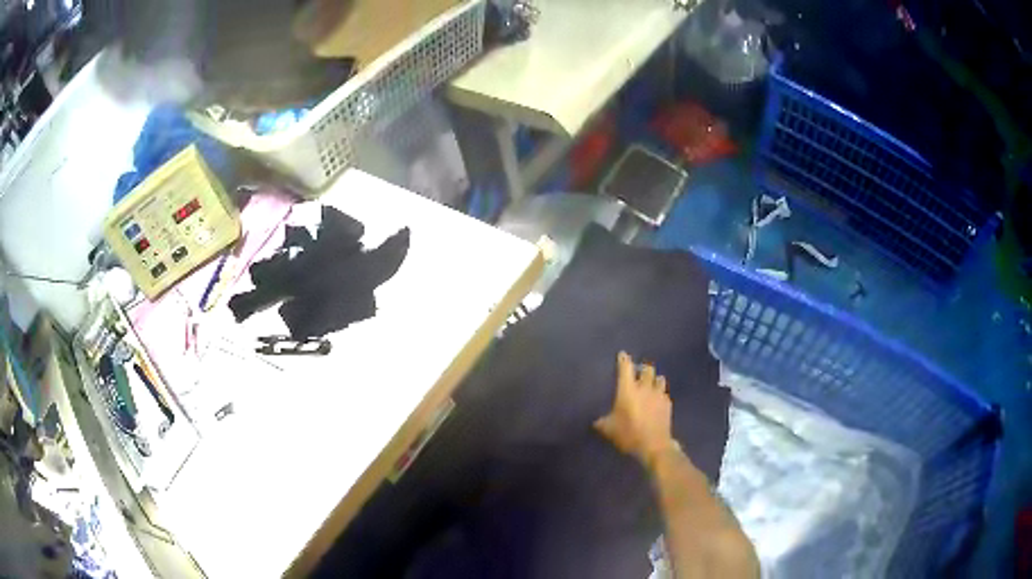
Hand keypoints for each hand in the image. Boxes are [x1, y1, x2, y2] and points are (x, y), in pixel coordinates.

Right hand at [594, 351, 673, 467]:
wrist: (654, 444)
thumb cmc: (628, 434)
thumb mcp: (609, 429)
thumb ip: (602, 422)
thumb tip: (596, 421)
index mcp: (628, 389)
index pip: (625, 368)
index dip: (623, 359)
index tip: (622, 354)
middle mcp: (644, 387)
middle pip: (647, 368)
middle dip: (642, 368)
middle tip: (638, 372)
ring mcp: (658, 394)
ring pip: (659, 378)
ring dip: (654, 379)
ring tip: (650, 384)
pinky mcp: (668, 404)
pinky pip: (665, 393)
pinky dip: (660, 393)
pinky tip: (658, 399)